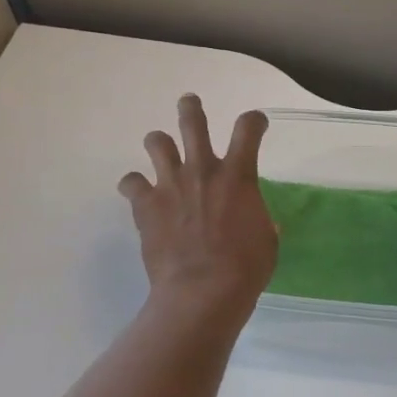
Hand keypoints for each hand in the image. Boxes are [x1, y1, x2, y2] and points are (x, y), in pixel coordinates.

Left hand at [119, 95, 277, 318]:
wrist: (202, 292)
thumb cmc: (245, 269)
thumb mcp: (266, 241)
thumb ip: (259, 221)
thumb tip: (257, 221)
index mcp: (238, 176)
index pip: (248, 128)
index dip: (253, 120)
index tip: (255, 123)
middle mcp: (202, 170)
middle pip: (193, 122)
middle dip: (191, 108)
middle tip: (189, 104)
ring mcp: (170, 184)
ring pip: (156, 142)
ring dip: (159, 143)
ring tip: (161, 149)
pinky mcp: (145, 205)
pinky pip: (130, 182)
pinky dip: (134, 186)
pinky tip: (138, 194)